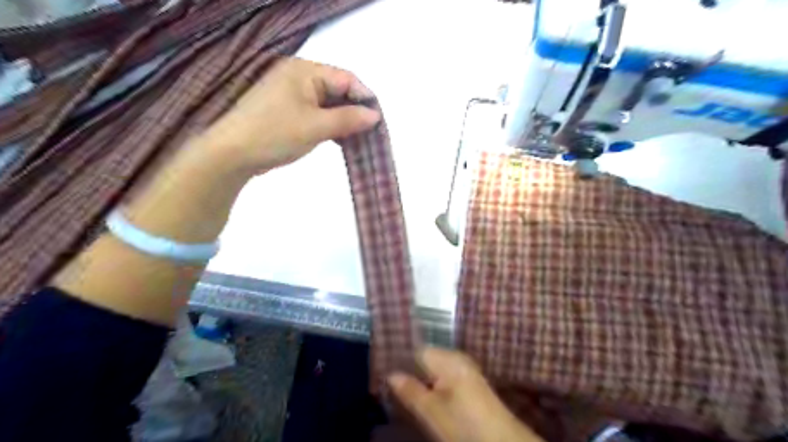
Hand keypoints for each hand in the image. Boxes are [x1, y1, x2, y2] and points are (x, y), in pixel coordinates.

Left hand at [200, 57, 377, 173]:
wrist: (232, 153)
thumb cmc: (275, 134)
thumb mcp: (316, 126)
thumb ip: (348, 119)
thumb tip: (375, 115)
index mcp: (304, 71)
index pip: (346, 78)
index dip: (365, 98)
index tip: (378, 121)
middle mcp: (298, 77)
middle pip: (337, 90)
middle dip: (355, 111)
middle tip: (370, 132)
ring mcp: (291, 94)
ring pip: (327, 104)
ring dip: (343, 120)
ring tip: (359, 139)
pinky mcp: (287, 111)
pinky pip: (316, 113)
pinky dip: (329, 125)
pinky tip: (339, 139)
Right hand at [387, 349, 542, 440]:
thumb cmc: (464, 424)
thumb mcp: (432, 411)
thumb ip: (410, 391)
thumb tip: (391, 374)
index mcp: (447, 358)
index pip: (416, 350)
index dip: (399, 360)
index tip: (383, 371)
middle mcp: (457, 359)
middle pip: (425, 360)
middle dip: (408, 371)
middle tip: (389, 385)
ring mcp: (465, 371)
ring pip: (434, 371)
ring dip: (419, 381)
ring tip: (402, 394)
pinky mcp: (470, 385)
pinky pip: (444, 379)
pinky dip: (432, 387)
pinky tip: (423, 399)